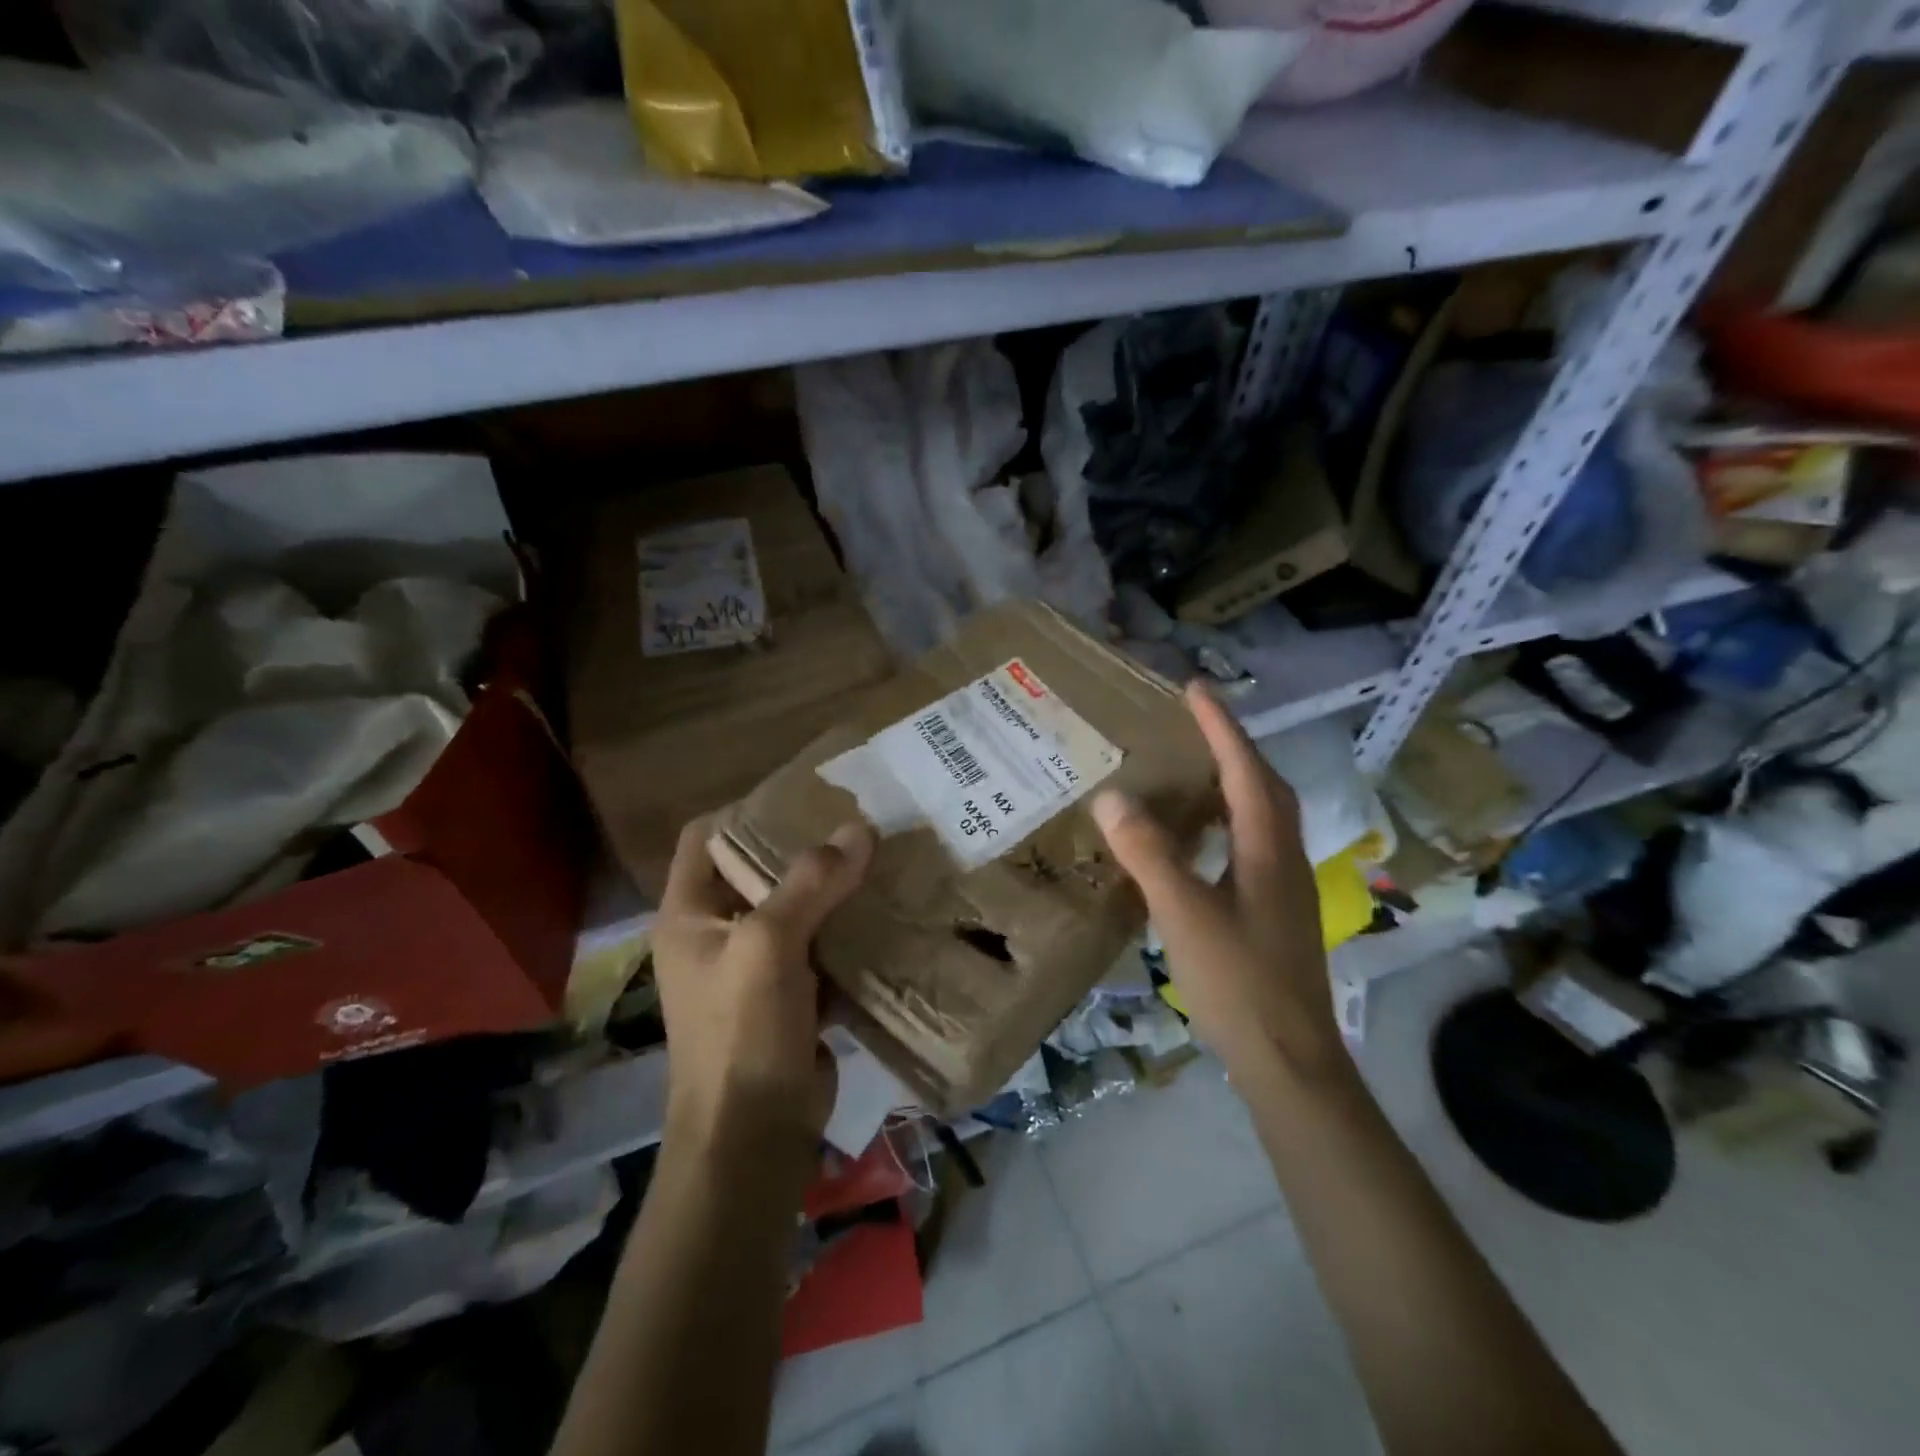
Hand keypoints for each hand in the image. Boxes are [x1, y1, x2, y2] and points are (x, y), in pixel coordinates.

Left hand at [652, 818, 875, 1156]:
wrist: (753, 1138)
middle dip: (804, 848)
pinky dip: (846, 929)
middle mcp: (717, 932)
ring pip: (795, 908)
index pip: (706, 837)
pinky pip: (819, 946)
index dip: (747, 810)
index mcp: (689, 913)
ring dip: (832, 889)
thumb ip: (812, 882)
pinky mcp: (790, 994)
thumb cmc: (741, 1033)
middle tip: (857, 821)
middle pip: (758, 870)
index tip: (804, 795)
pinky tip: (885, 910)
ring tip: (879, 856)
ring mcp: (754, 966)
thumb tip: (860, 828)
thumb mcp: (769, 946)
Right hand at [1092, 682, 1346, 1082]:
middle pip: (1266, 787)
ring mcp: (1283, 888)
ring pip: (1263, 817)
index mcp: (1267, 849)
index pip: (1246, 770)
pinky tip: (1201, 842)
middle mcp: (1283, 859)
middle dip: (1233, 747)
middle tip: (1196, 723)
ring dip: (1235, 783)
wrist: (1289, 1060)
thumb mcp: (1184, 913)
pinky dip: (1229, 823)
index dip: (1221, 727)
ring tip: (1197, 769)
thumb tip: (1113, 796)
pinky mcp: (1274, 913)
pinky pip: (1253, 846)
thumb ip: (1150, 854)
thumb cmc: (1239, 982)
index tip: (1194, 688)